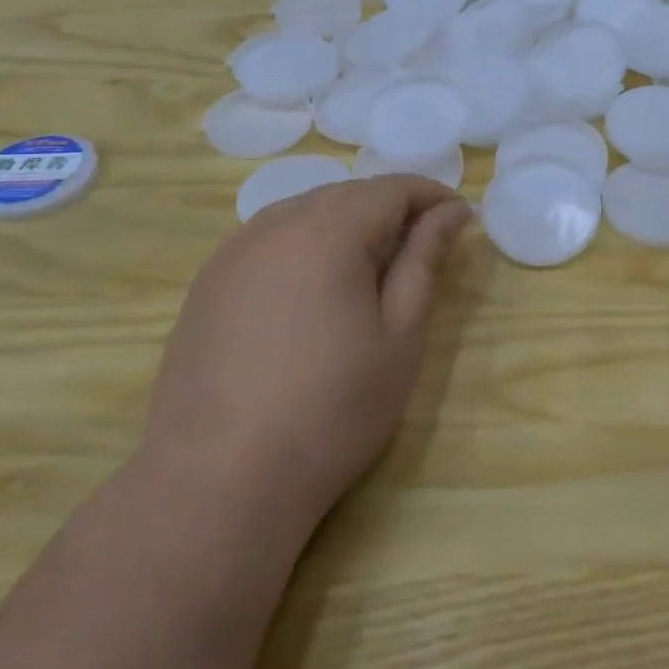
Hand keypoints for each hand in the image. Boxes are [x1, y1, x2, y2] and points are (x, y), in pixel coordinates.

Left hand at [140, 176, 471, 524]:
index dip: (431, 196)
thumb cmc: (331, 409)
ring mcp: (234, 251)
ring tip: (373, 268)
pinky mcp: (208, 283)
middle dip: (391, 209)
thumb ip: (424, 261)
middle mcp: (276, 224)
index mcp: (329, 230)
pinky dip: (306, 246)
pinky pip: (270, 240)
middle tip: (423, 247)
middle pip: (347, 194)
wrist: (218, 480)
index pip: (392, 188)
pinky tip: (314, 291)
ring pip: (305, 213)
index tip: (460, 219)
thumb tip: (451, 212)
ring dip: (347, 224)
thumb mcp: (399, 336)